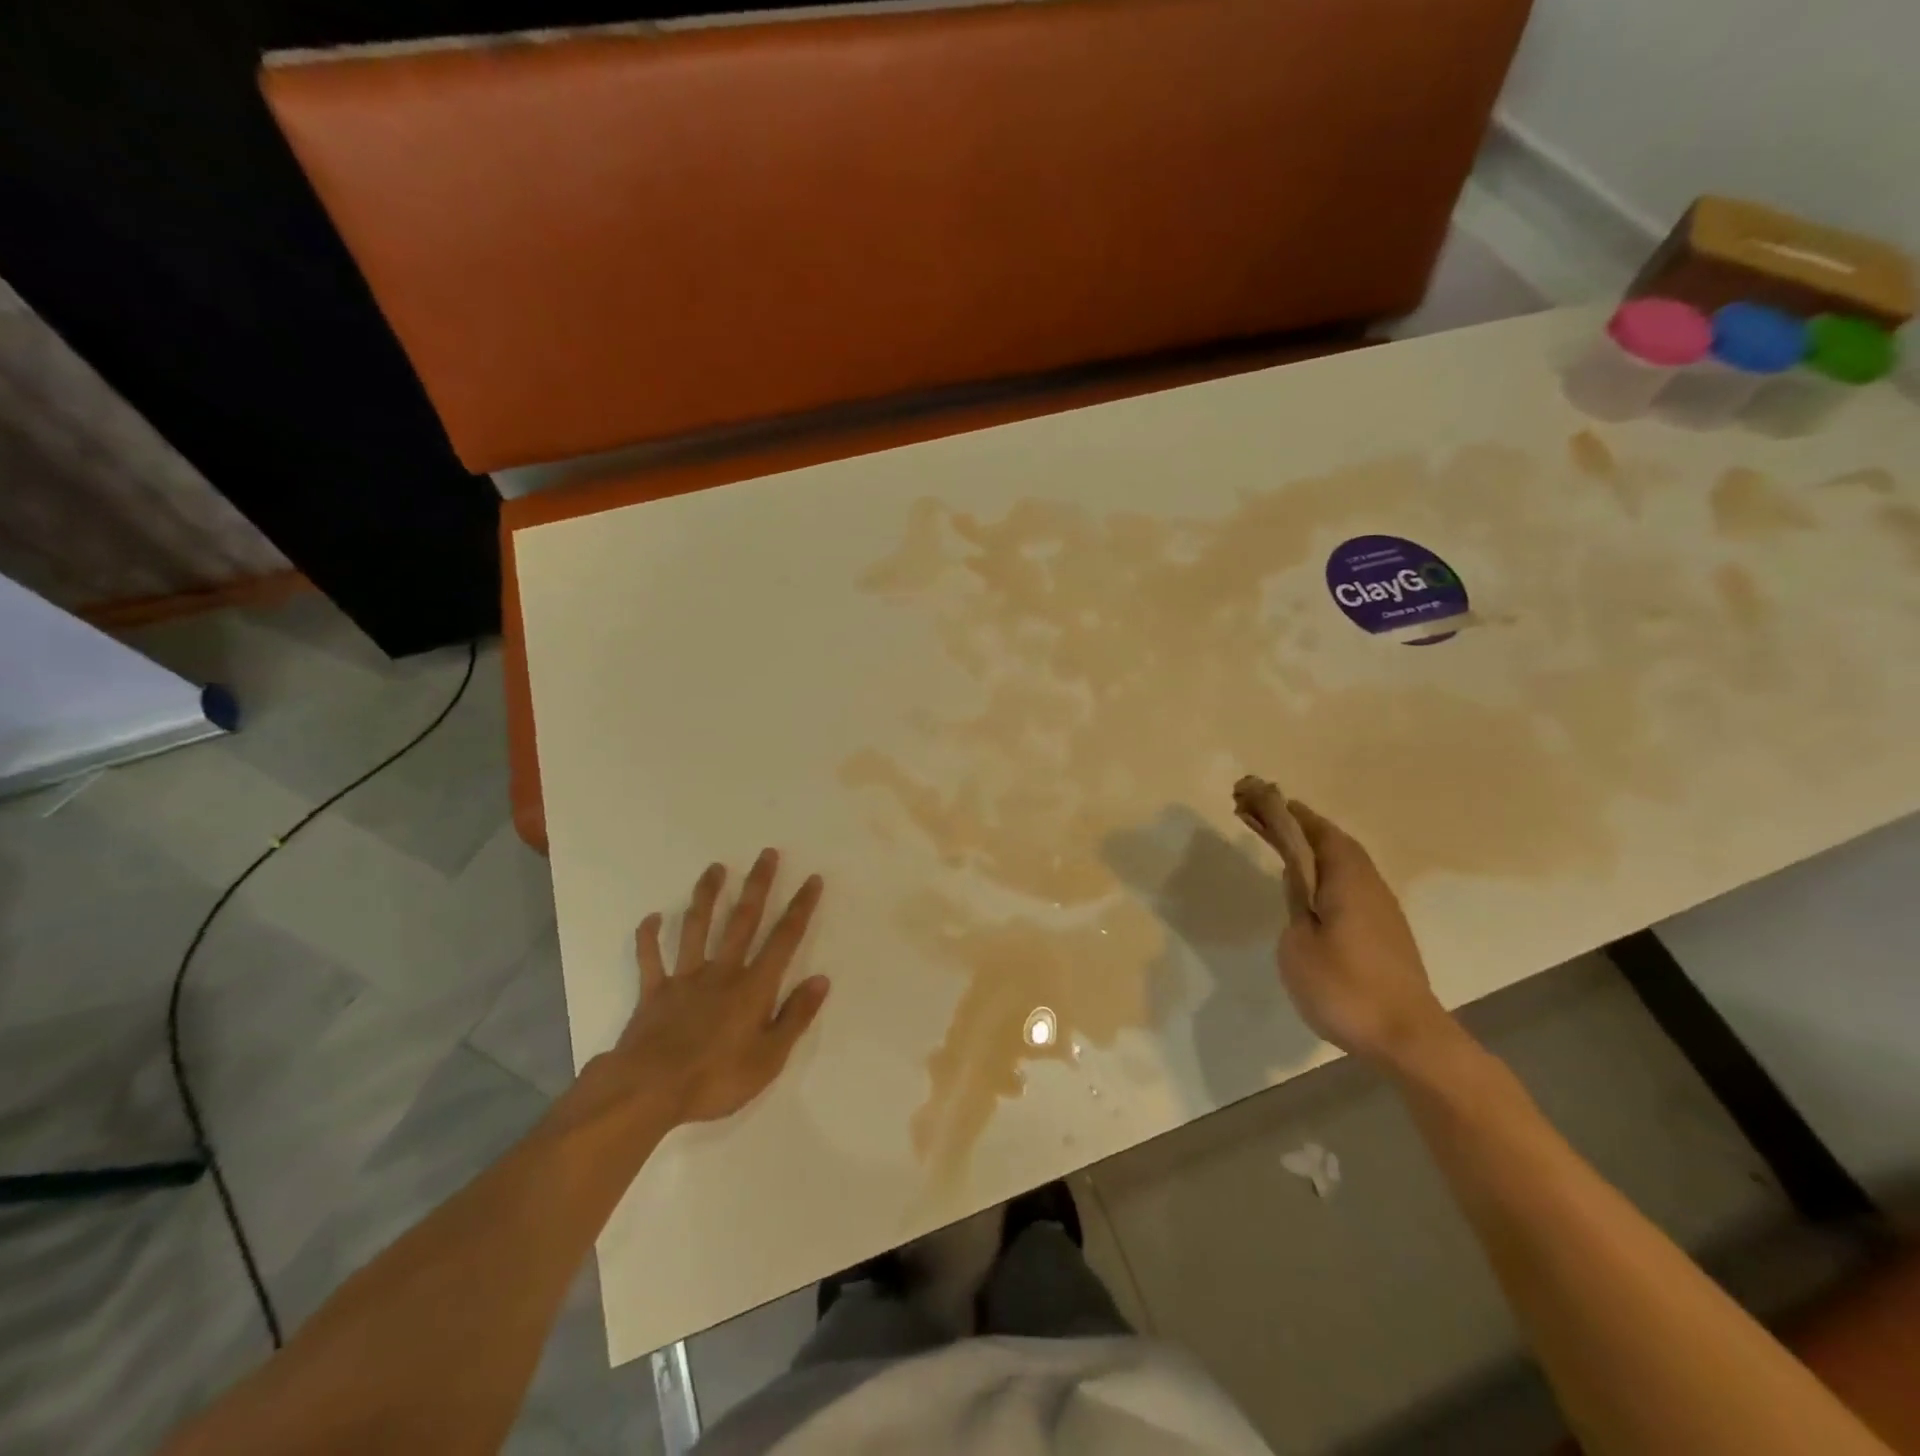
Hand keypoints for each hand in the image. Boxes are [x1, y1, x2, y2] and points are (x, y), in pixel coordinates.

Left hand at [610, 850, 829, 1125]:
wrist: (649, 1091)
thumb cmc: (716, 1079)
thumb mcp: (770, 1058)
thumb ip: (795, 1016)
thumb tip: (821, 980)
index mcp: (753, 987)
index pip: (784, 939)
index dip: (800, 908)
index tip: (812, 879)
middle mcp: (722, 972)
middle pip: (743, 920)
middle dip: (758, 885)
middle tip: (767, 854)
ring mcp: (685, 978)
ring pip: (697, 927)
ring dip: (707, 896)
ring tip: (715, 868)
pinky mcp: (654, 992)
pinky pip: (650, 958)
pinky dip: (649, 937)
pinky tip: (652, 917)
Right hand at [1275, 803, 1456, 1069]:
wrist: (1407, 1038)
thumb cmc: (1345, 987)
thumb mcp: (1300, 943)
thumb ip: (1296, 902)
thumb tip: (1297, 877)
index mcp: (1347, 880)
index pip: (1314, 831)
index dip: (1286, 812)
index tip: (1257, 795)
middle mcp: (1368, 884)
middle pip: (1330, 840)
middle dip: (1295, 824)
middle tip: (1258, 812)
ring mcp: (1381, 908)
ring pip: (1342, 861)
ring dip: (1309, 845)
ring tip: (1277, 840)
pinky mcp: (1384, 931)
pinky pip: (1348, 881)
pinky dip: (1322, 868)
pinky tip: (1308, 882)